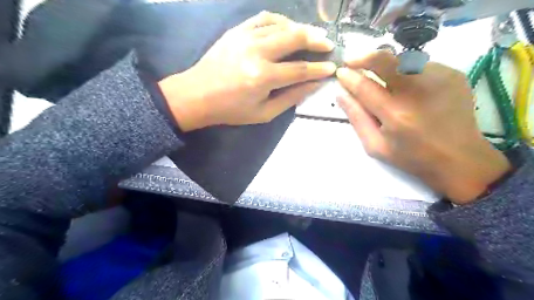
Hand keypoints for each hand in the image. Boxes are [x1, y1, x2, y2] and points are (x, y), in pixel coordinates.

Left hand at [157, 11, 333, 131]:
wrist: (197, 95)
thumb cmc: (231, 110)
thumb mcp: (263, 113)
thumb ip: (290, 98)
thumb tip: (314, 85)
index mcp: (263, 77)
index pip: (300, 69)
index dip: (318, 69)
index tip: (332, 67)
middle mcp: (256, 52)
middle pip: (294, 38)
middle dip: (316, 40)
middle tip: (328, 44)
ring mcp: (245, 37)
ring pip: (281, 25)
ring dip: (301, 28)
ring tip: (312, 35)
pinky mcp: (237, 31)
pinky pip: (264, 19)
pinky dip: (280, 20)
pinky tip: (288, 26)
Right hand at [335, 51, 509, 206]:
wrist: (460, 159)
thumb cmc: (411, 157)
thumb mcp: (375, 146)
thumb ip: (356, 118)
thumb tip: (341, 94)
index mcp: (395, 114)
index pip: (364, 86)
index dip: (349, 77)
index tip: (340, 72)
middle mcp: (417, 92)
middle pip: (385, 60)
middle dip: (364, 57)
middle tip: (352, 61)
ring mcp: (439, 79)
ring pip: (402, 59)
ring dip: (386, 66)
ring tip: (382, 79)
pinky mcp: (453, 75)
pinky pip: (420, 65)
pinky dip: (406, 71)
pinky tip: (407, 87)